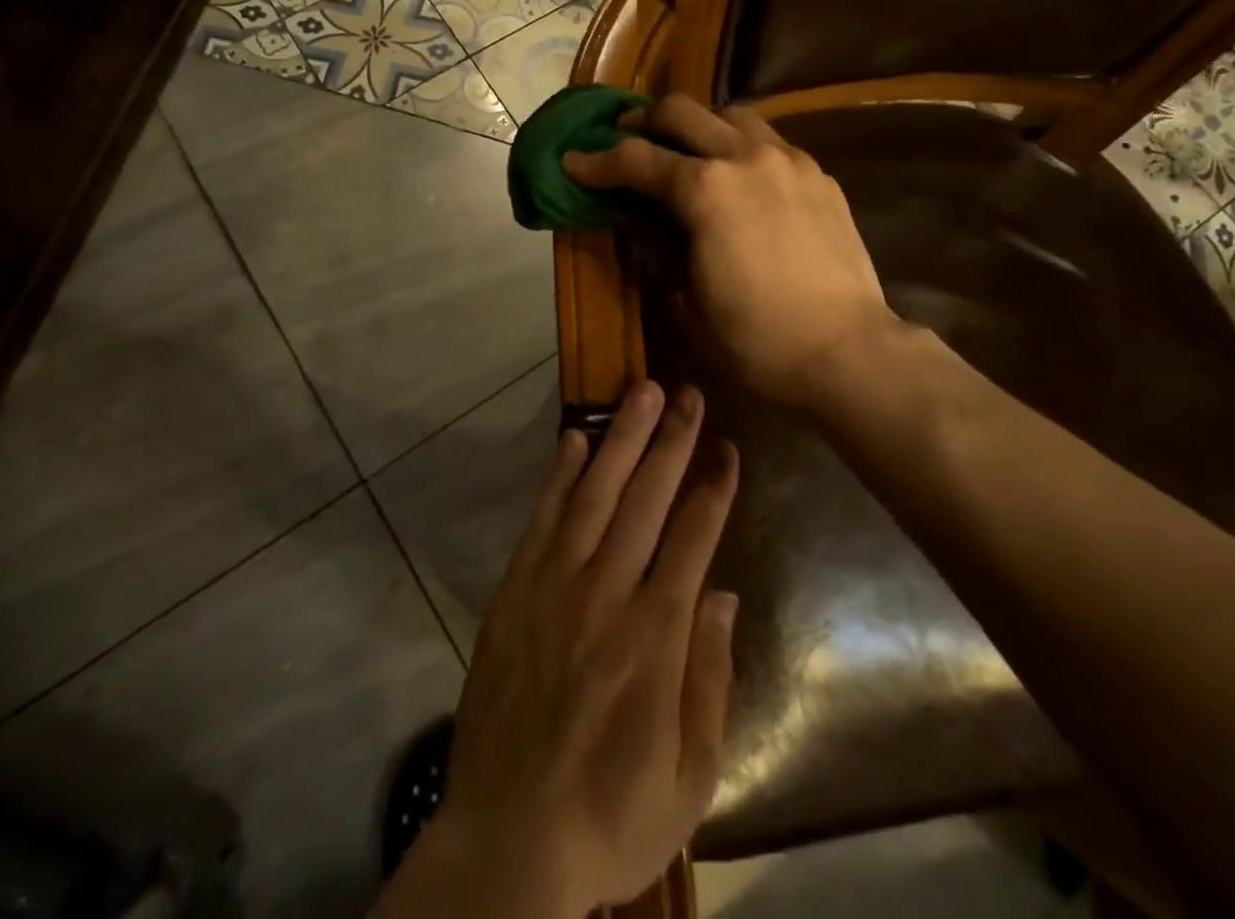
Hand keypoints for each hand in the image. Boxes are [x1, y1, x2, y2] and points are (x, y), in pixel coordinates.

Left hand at [396, 381, 739, 917]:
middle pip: (645, 499)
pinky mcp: (515, 591)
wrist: (507, 842)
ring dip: (620, 438)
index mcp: (655, 637)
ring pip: (594, 494)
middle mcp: (606, 594)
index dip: (713, 488)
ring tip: (640, 392)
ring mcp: (554, 586)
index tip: (728, 447)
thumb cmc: (611, 815)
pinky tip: (573, 438)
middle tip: (688, 393)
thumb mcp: (690, 775)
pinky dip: (559, 475)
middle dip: (671, 441)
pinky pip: (542, 519)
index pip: (693, 539)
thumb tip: (722, 594)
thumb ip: (709, 677)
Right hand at [564, 94, 899, 411]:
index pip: (635, 159)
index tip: (573, 162)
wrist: (849, 352)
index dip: (596, 161)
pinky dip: (741, 146)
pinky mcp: (819, 175)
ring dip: (697, 125)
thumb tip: (635, 217)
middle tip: (624, 140)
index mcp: (705, 190)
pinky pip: (770, 141)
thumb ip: (657, 246)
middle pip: (681, 111)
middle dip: (643, 122)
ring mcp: (789, 161)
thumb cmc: (757, 340)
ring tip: (684, 150)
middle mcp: (745, 157)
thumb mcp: (687, 300)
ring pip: (731, 114)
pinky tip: (739, 177)